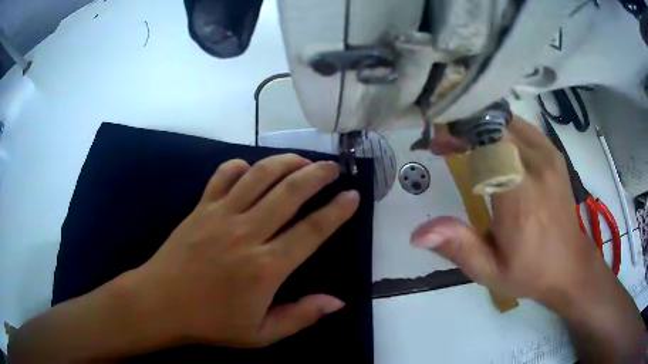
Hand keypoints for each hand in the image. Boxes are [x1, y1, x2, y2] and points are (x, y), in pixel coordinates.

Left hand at [130, 154, 359, 347]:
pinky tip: (251, 169)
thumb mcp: (261, 334)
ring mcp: (221, 215)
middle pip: (289, 192)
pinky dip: (241, 166)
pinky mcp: (201, 207)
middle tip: (333, 168)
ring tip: (302, 161)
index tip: (353, 195)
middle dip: (317, 174)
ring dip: (285, 162)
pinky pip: (223, 175)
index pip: (312, 231)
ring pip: (259, 175)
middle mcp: (247, 233)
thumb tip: (338, 302)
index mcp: (265, 267)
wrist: (160, 303)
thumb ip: (301, 316)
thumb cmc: (211, 323)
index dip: (337, 211)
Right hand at [412, 118, 609, 307]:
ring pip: (508, 122)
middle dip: (465, 129)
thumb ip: (459, 247)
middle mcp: (537, 167)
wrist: (569, 265)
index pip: (488, 143)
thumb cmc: (529, 272)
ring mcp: (549, 156)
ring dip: (481, 127)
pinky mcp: (553, 154)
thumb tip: (418, 233)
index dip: (459, 134)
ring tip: (464, 144)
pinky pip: (522, 127)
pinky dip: (501, 130)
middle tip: (444, 144)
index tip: (437, 144)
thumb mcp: (490, 271)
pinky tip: (491, 146)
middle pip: (495, 126)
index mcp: (521, 197)